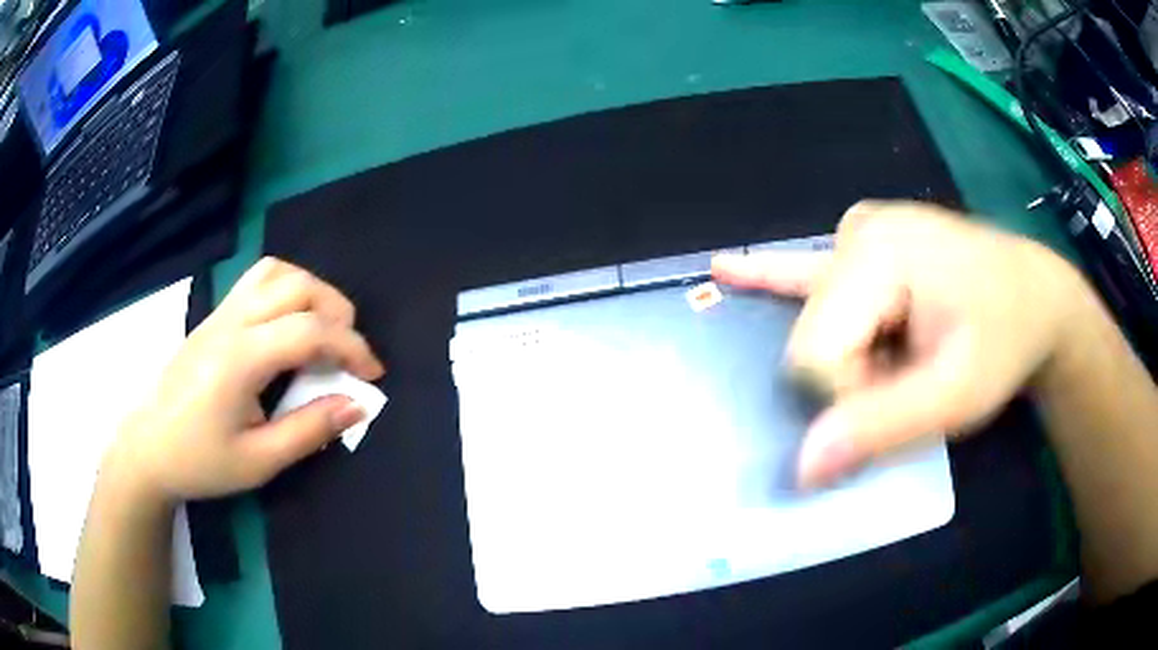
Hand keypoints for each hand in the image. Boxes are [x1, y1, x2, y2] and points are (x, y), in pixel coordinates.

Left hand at [111, 258, 385, 502]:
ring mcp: (220, 314)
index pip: (309, 331)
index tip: (372, 376)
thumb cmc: (200, 461)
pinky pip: (258, 280)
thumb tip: (357, 405)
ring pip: (276, 272)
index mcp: (240, 359)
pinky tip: (290, 323)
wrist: (148, 447)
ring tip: (324, 329)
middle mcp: (231, 322)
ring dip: (312, 291)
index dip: (352, 347)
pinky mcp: (214, 317)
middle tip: (350, 352)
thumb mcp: (258, 461)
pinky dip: (287, 289)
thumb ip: (309, 430)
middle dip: (337, 312)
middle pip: (297, 286)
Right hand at [713, 201, 1092, 488]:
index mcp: (877, 254)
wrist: (1036, 297)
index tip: (906, 398)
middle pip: (815, 339)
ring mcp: (856, 231)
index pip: (818, 354)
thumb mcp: (957, 396)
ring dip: (853, 360)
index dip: (854, 398)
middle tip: (914, 378)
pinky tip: (723, 269)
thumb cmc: (1005, 341)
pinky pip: (806, 267)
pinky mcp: (862, 241)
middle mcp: (854, 231)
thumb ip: (882, 428)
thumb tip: (801, 466)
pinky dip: (768, 276)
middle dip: (856, 381)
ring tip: (906, 351)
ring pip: (816, 324)